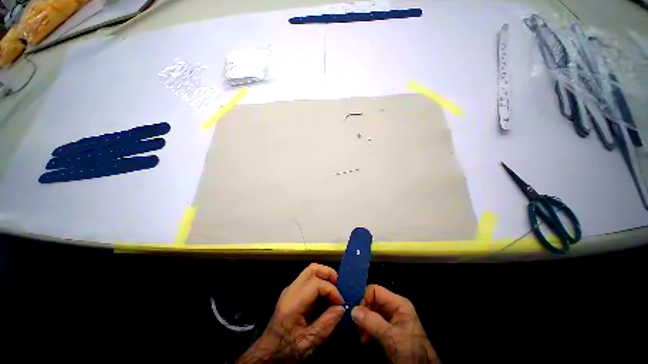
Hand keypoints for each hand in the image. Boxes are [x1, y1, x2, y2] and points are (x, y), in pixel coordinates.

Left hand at [237, 264, 344, 363]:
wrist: (268, 353)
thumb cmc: (287, 350)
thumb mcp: (309, 343)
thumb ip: (327, 324)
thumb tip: (341, 308)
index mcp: (293, 302)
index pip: (316, 283)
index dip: (332, 290)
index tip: (341, 304)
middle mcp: (291, 290)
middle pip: (312, 269)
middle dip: (328, 274)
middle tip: (339, 287)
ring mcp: (290, 289)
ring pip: (310, 271)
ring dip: (324, 277)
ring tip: (334, 291)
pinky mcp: (292, 292)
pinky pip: (308, 279)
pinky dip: (320, 282)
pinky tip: (325, 297)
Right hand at [351, 285, 439, 363]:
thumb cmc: (409, 351)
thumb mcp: (390, 336)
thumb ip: (371, 321)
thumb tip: (353, 310)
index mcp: (398, 303)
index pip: (375, 291)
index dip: (365, 300)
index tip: (358, 315)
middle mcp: (394, 307)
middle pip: (372, 301)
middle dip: (364, 314)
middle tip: (359, 329)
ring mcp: (392, 318)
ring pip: (372, 312)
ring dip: (364, 323)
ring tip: (362, 337)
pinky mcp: (389, 329)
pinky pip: (374, 322)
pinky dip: (368, 329)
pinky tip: (366, 339)